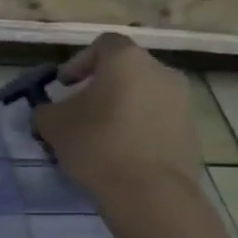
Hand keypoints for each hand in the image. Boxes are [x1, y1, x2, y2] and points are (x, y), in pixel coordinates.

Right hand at [32, 33, 229, 237]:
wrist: (150, 193)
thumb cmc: (97, 146)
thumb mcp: (53, 126)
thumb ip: (46, 110)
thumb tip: (49, 111)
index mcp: (127, 61)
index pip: (103, 44)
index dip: (79, 61)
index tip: (64, 86)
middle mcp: (161, 71)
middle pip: (126, 70)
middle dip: (101, 86)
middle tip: (80, 111)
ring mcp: (182, 101)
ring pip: (144, 94)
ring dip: (122, 107)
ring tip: (100, 135)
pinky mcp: (192, 130)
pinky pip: (158, 119)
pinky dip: (139, 127)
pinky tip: (122, 153)